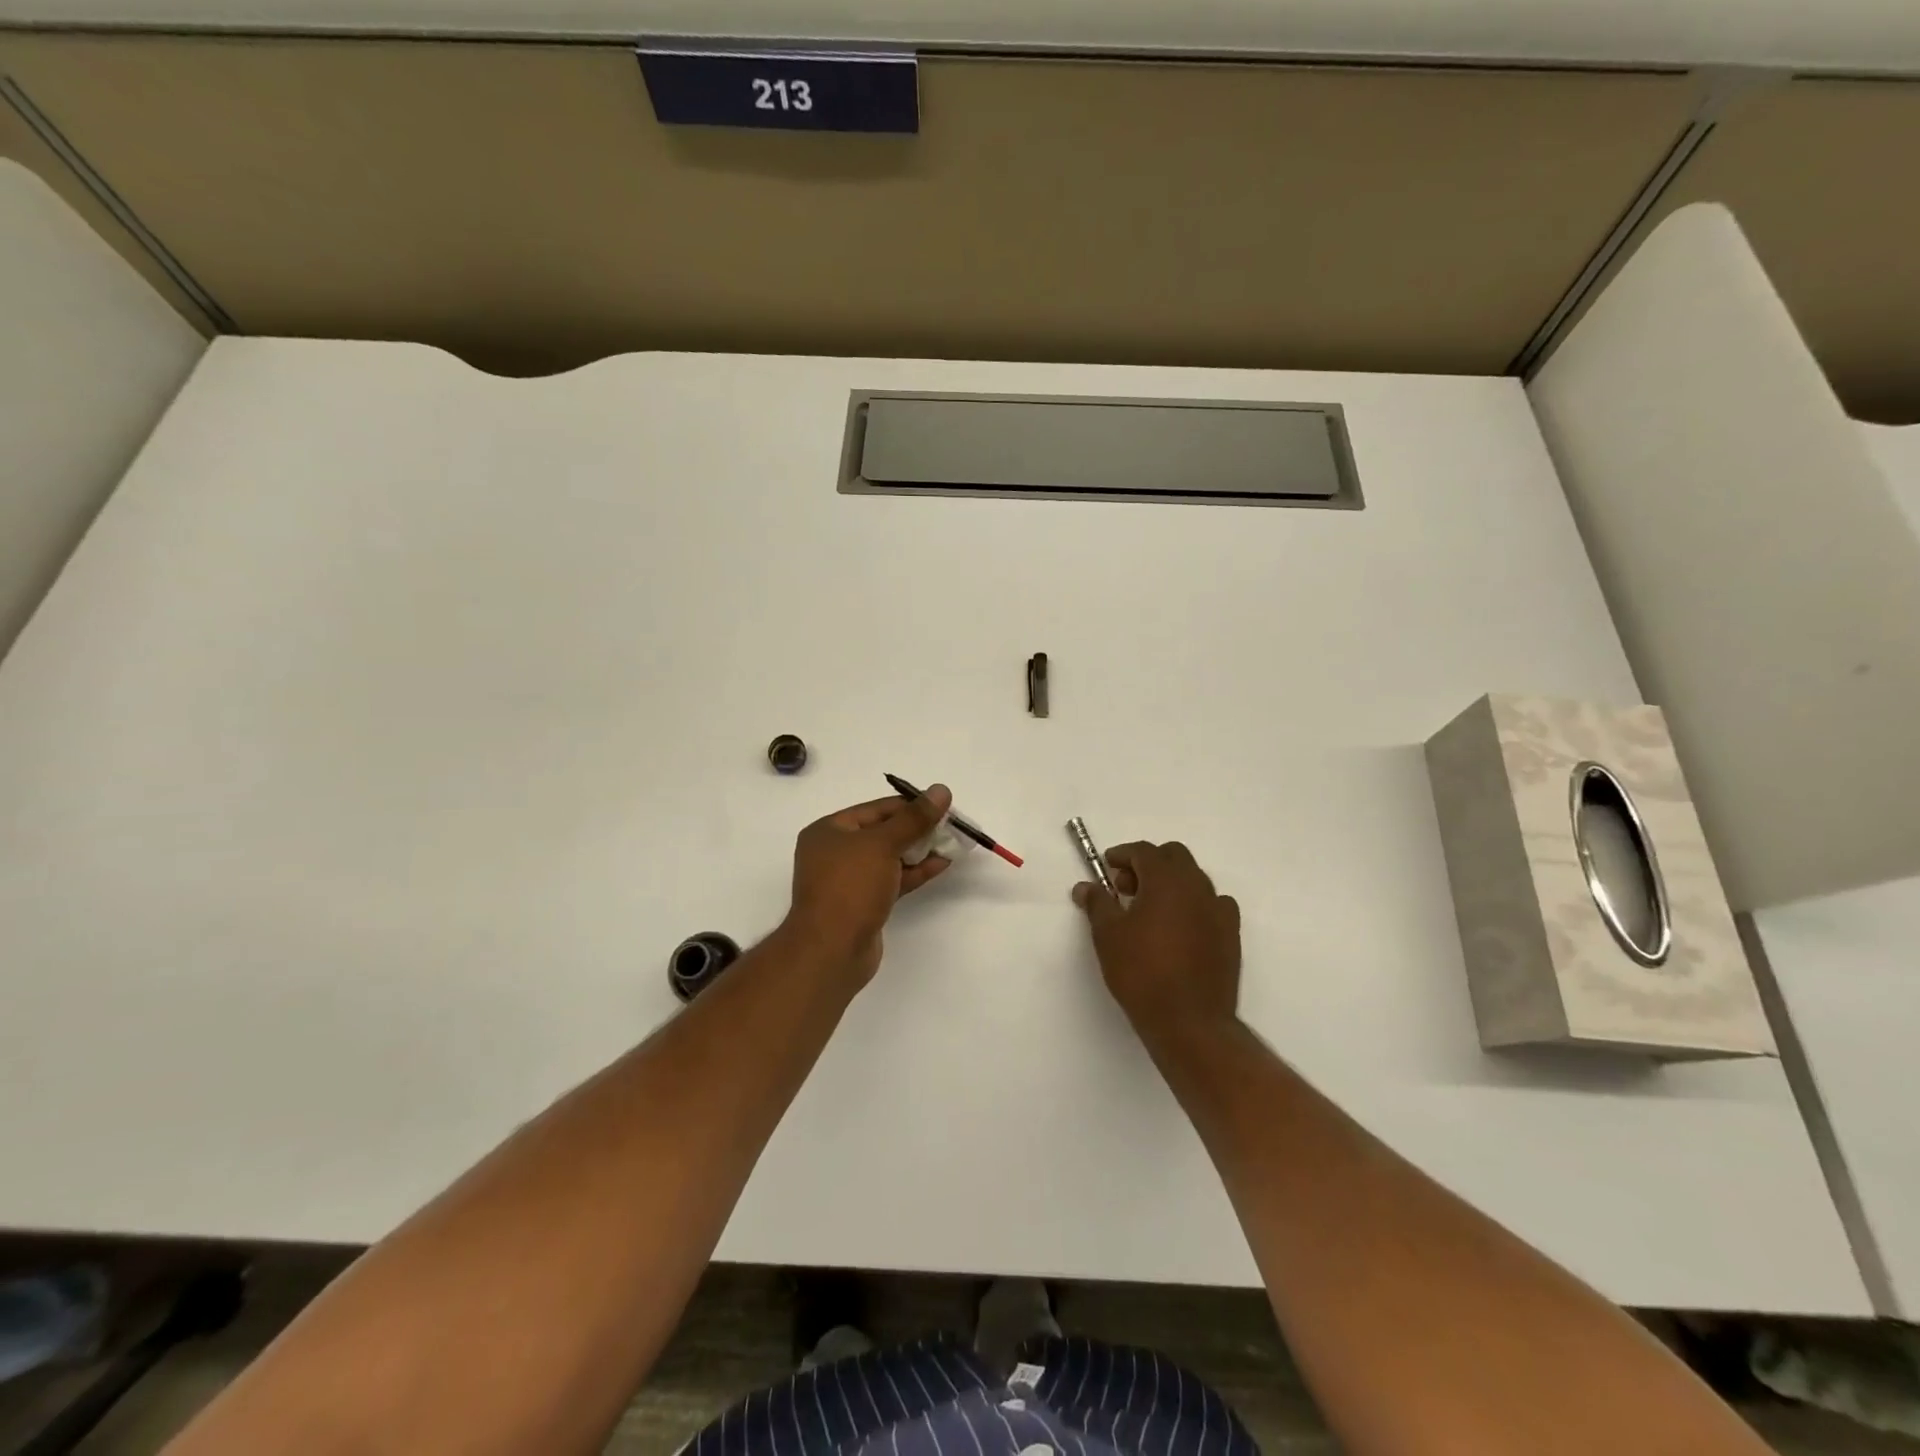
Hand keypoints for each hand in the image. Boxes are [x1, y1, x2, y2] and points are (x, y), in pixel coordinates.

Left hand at [784, 785, 953, 984]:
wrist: (831, 951)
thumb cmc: (850, 887)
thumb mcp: (883, 845)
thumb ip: (914, 818)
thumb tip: (941, 790)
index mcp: (829, 831)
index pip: (876, 809)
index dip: (910, 805)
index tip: (943, 806)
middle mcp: (835, 852)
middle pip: (883, 832)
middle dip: (917, 828)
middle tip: (951, 826)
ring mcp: (849, 880)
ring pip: (890, 857)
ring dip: (920, 850)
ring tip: (952, 843)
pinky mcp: (864, 903)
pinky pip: (892, 879)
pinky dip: (915, 871)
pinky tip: (942, 864)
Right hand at [1073, 841, 1240, 1044]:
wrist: (1190, 1021)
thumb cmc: (1142, 972)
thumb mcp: (1108, 935)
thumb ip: (1097, 903)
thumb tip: (1085, 886)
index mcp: (1167, 880)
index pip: (1144, 851)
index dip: (1122, 854)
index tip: (1107, 866)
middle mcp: (1197, 887)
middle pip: (1174, 857)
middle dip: (1149, 864)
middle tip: (1126, 887)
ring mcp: (1219, 910)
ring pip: (1194, 880)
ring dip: (1171, 884)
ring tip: (1149, 910)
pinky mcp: (1231, 935)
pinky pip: (1212, 905)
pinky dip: (1193, 905)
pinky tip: (1179, 928)